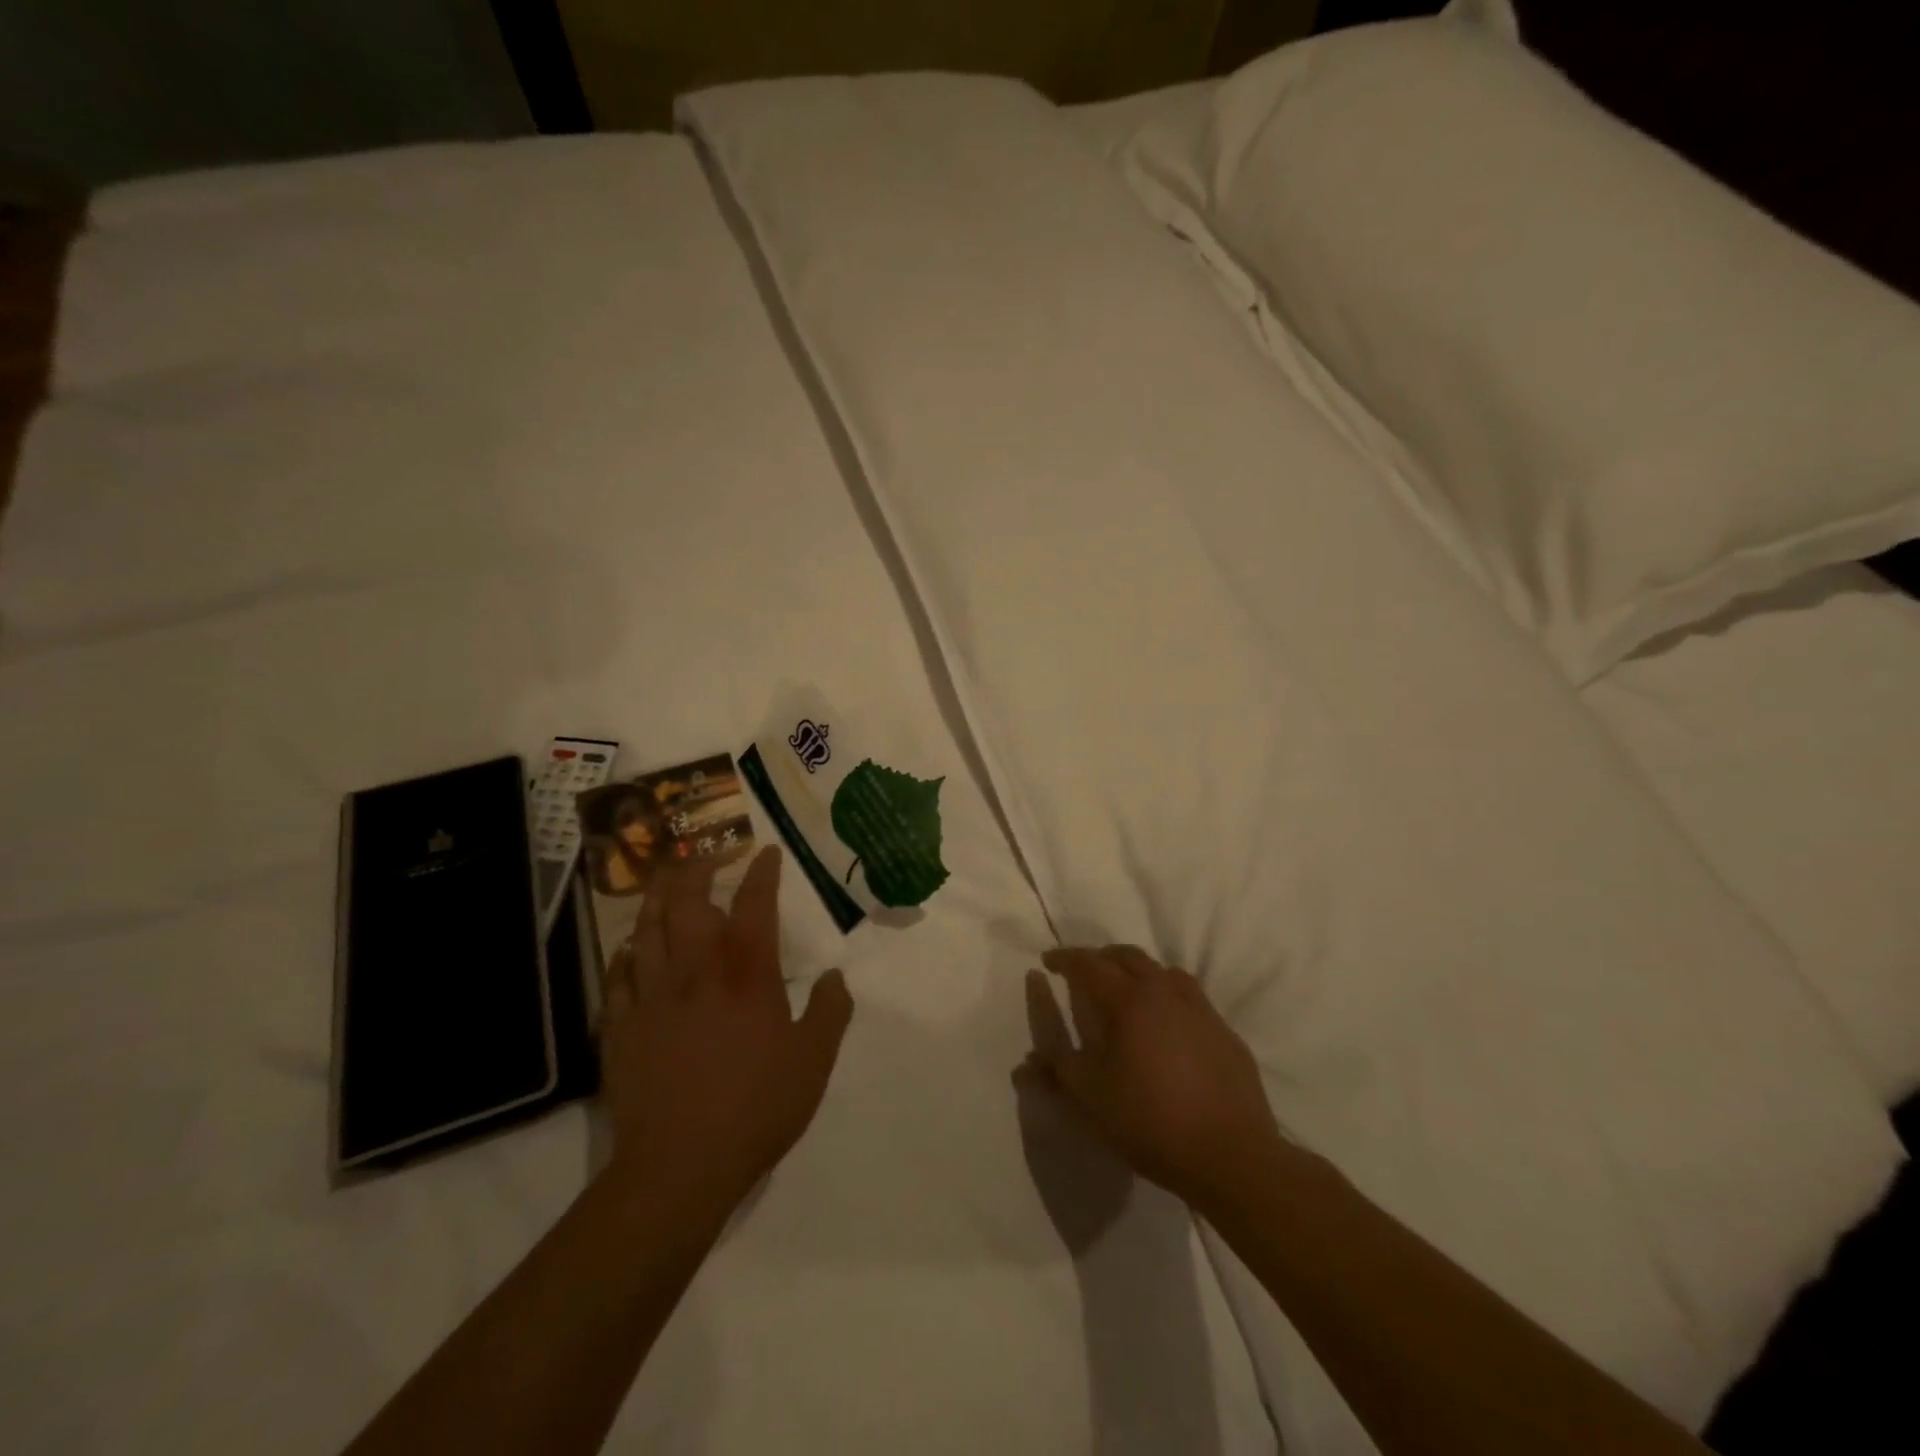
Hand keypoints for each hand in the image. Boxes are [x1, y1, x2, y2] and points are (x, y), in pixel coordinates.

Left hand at [598, 846, 853, 1212]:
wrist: (679, 1166)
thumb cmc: (756, 1107)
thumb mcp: (814, 1061)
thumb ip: (831, 1011)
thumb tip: (834, 977)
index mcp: (746, 973)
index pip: (754, 904)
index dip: (762, 872)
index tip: (766, 851)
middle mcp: (696, 970)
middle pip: (688, 901)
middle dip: (696, 869)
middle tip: (705, 855)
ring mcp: (652, 996)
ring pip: (648, 928)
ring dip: (658, 898)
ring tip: (665, 881)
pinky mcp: (622, 1026)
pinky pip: (618, 975)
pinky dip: (626, 954)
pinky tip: (630, 949)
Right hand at [1023, 946, 1282, 1212]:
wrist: (1231, 1156)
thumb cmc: (1151, 1121)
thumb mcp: (1091, 1098)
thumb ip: (1058, 1070)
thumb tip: (1027, 1060)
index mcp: (1128, 1001)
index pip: (1089, 964)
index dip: (1065, 959)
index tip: (1049, 961)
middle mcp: (1165, 992)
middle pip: (1128, 956)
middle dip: (1101, 958)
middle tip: (1084, 972)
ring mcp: (1200, 1009)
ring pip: (1163, 972)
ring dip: (1138, 973)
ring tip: (1126, 993)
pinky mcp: (1224, 1032)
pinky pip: (1190, 998)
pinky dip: (1168, 997)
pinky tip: (1167, 1027)